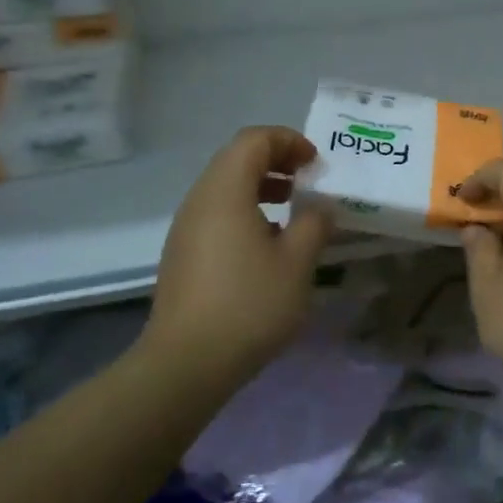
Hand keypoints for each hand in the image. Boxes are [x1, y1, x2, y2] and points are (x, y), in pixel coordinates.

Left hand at [138, 127, 333, 388]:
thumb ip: (314, 224)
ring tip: (292, 210)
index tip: (316, 164)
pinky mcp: (183, 254)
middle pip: (236, 158)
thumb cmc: (249, 304)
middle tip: (308, 181)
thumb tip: (319, 207)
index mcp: (225, 192)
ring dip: (261, 187)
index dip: (289, 141)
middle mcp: (199, 200)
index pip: (254, 140)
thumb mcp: (297, 262)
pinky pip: (217, 214)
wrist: (187, 362)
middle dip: (276, 161)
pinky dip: (246, 211)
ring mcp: (186, 228)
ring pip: (225, 187)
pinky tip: (268, 245)